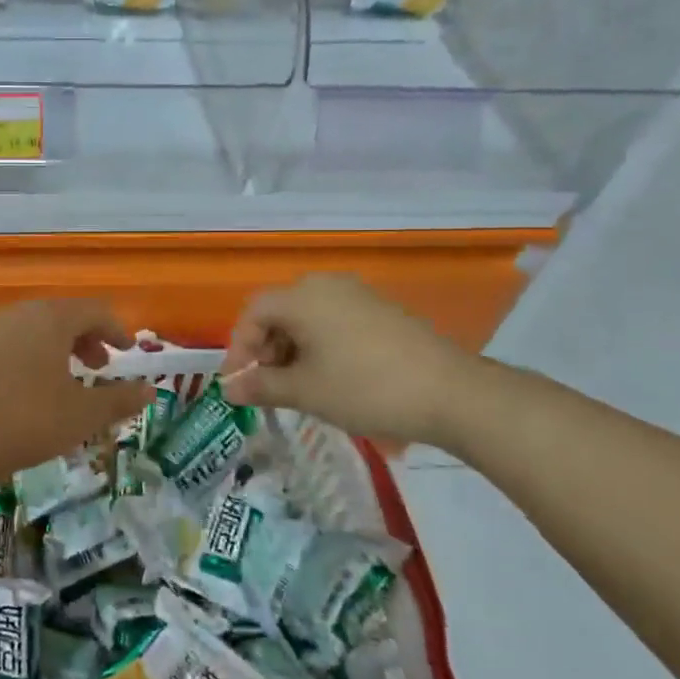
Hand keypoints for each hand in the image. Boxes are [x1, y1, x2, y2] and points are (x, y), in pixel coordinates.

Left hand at [0, 299, 153, 484]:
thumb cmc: (17, 420)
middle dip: (84, 340)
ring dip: (54, 353)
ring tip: (61, 385)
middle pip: (60, 317)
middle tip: (98, 368)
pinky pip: (5, 348)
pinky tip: (20, 396)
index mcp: (50, 319)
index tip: (127, 350)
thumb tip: (150, 390)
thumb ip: (116, 401)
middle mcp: (16, 314)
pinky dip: (26, 362)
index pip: (94, 310)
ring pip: (30, 332)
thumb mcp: (78, 417)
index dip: (116, 329)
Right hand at [220, 274, 478, 445]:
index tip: (238, 385)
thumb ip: (260, 387)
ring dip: (292, 349)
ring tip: (298, 386)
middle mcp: (326, 285)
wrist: (452, 393)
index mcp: (302, 297)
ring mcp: (358, 294)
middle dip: (265, 349)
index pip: (252, 313)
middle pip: (279, 311)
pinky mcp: (381, 310)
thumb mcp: (305, 391)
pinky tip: (330, 376)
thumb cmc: (365, 388)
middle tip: (268, 386)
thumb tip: (227, 389)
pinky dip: (320, 344)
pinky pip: (334, 320)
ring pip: (307, 316)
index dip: (238, 348)